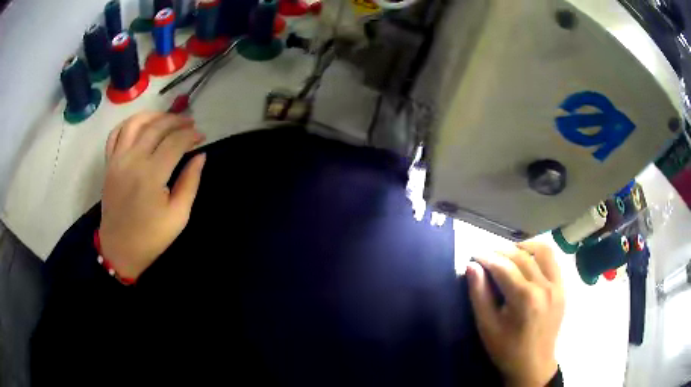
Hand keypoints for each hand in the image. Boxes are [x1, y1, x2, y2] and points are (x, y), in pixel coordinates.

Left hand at [99, 112, 205, 279]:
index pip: (175, 142)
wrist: (120, 249)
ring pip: (135, 122)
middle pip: (157, 127)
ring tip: (167, 119)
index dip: (191, 135)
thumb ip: (190, 182)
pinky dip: (129, 123)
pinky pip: (116, 133)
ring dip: (154, 115)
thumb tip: (200, 156)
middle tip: (190, 124)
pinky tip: (141, 126)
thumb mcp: (178, 216)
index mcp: (152, 175)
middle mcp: (133, 160)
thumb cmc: (151, 237)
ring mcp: (118, 159)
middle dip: (177, 121)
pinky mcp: (109, 163)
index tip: (201, 137)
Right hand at [466, 243, 564, 386]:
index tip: (474, 256)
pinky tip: (527, 263)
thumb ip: (479, 295)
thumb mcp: (487, 326)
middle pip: (521, 256)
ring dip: (523, 247)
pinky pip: (553, 261)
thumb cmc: (507, 349)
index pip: (504, 267)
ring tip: (509, 255)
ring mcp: (557, 285)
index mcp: (525, 298)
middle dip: (501, 251)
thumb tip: (472, 266)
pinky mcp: (563, 288)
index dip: (486, 258)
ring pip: (542, 251)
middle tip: (486, 256)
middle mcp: (545, 286)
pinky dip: (539, 255)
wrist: (534, 365)